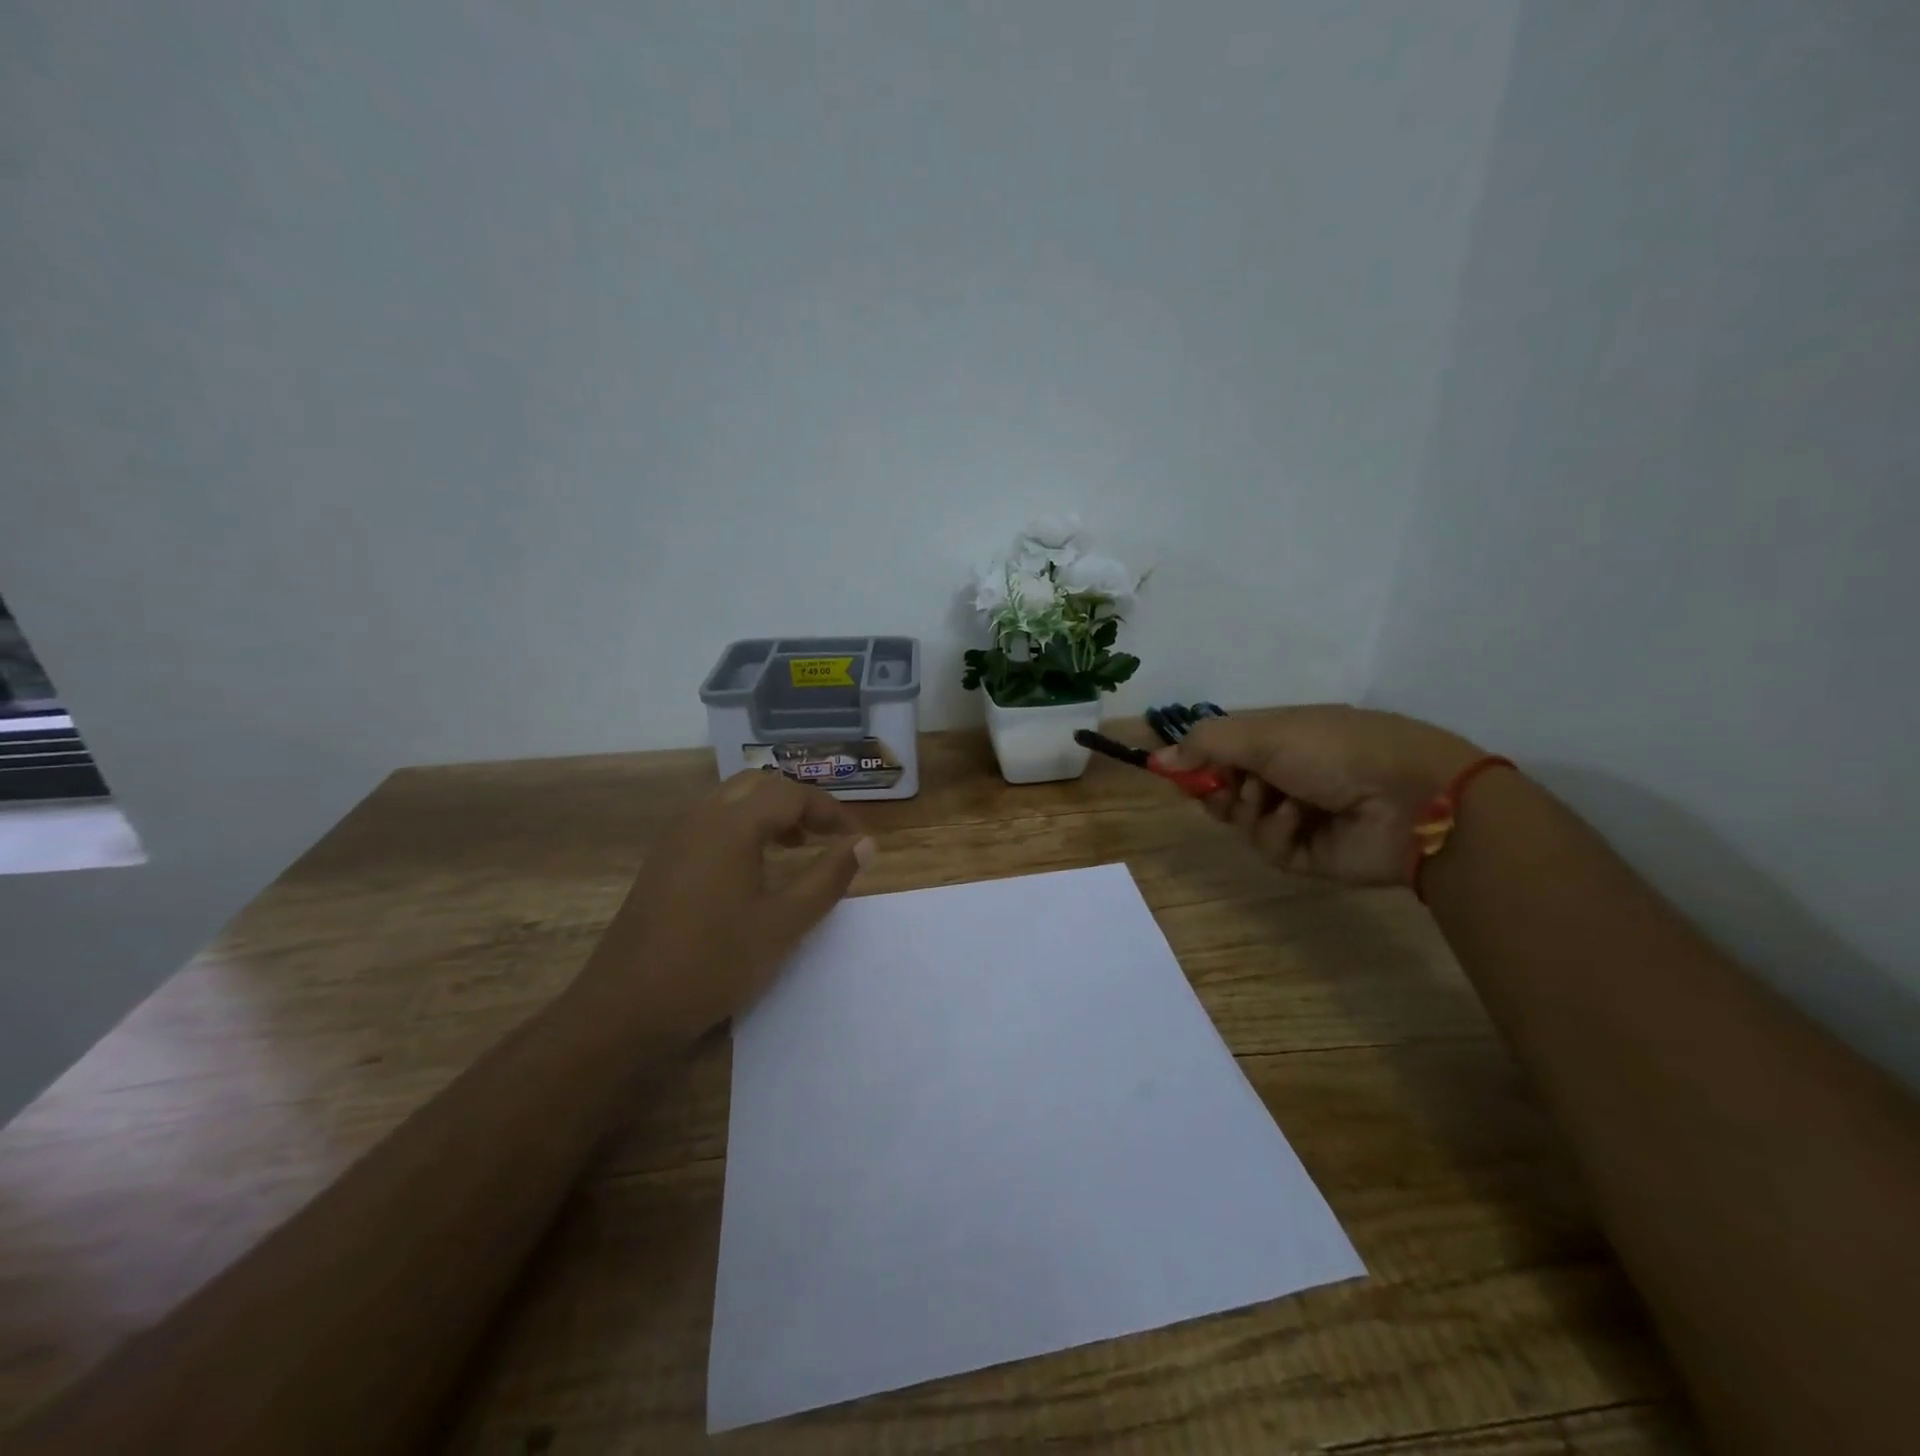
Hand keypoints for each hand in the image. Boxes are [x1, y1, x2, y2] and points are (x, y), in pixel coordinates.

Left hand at [584, 773, 874, 1039]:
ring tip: (797, 847)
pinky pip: (711, 823)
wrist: (625, 1008)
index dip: (829, 811)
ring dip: (769, 814)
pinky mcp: (662, 861)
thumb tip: (865, 843)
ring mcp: (675, 838)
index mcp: (731, 824)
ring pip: (732, 801)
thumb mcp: (784, 923)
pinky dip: (743, 828)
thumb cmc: (713, 962)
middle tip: (827, 836)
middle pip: (759, 785)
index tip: (855, 839)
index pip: (791, 793)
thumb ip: (828, 877)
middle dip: (799, 804)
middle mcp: (700, 817)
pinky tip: (754, 869)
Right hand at [1157, 706, 1481, 885]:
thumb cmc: (1333, 749)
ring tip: (1277, 802)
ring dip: (1251, 810)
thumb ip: (1204, 744)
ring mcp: (1297, 815)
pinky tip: (1300, 821)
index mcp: (1278, 739)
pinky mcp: (1308, 853)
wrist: (1409, 798)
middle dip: (1219, 789)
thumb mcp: (1262, 733)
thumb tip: (1156, 759)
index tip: (1176, 771)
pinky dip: (1277, 832)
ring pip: (1242, 821)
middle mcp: (1284, 775)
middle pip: (1225, 788)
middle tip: (1226, 789)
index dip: (1197, 761)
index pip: (1221, 751)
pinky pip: (1269, 847)